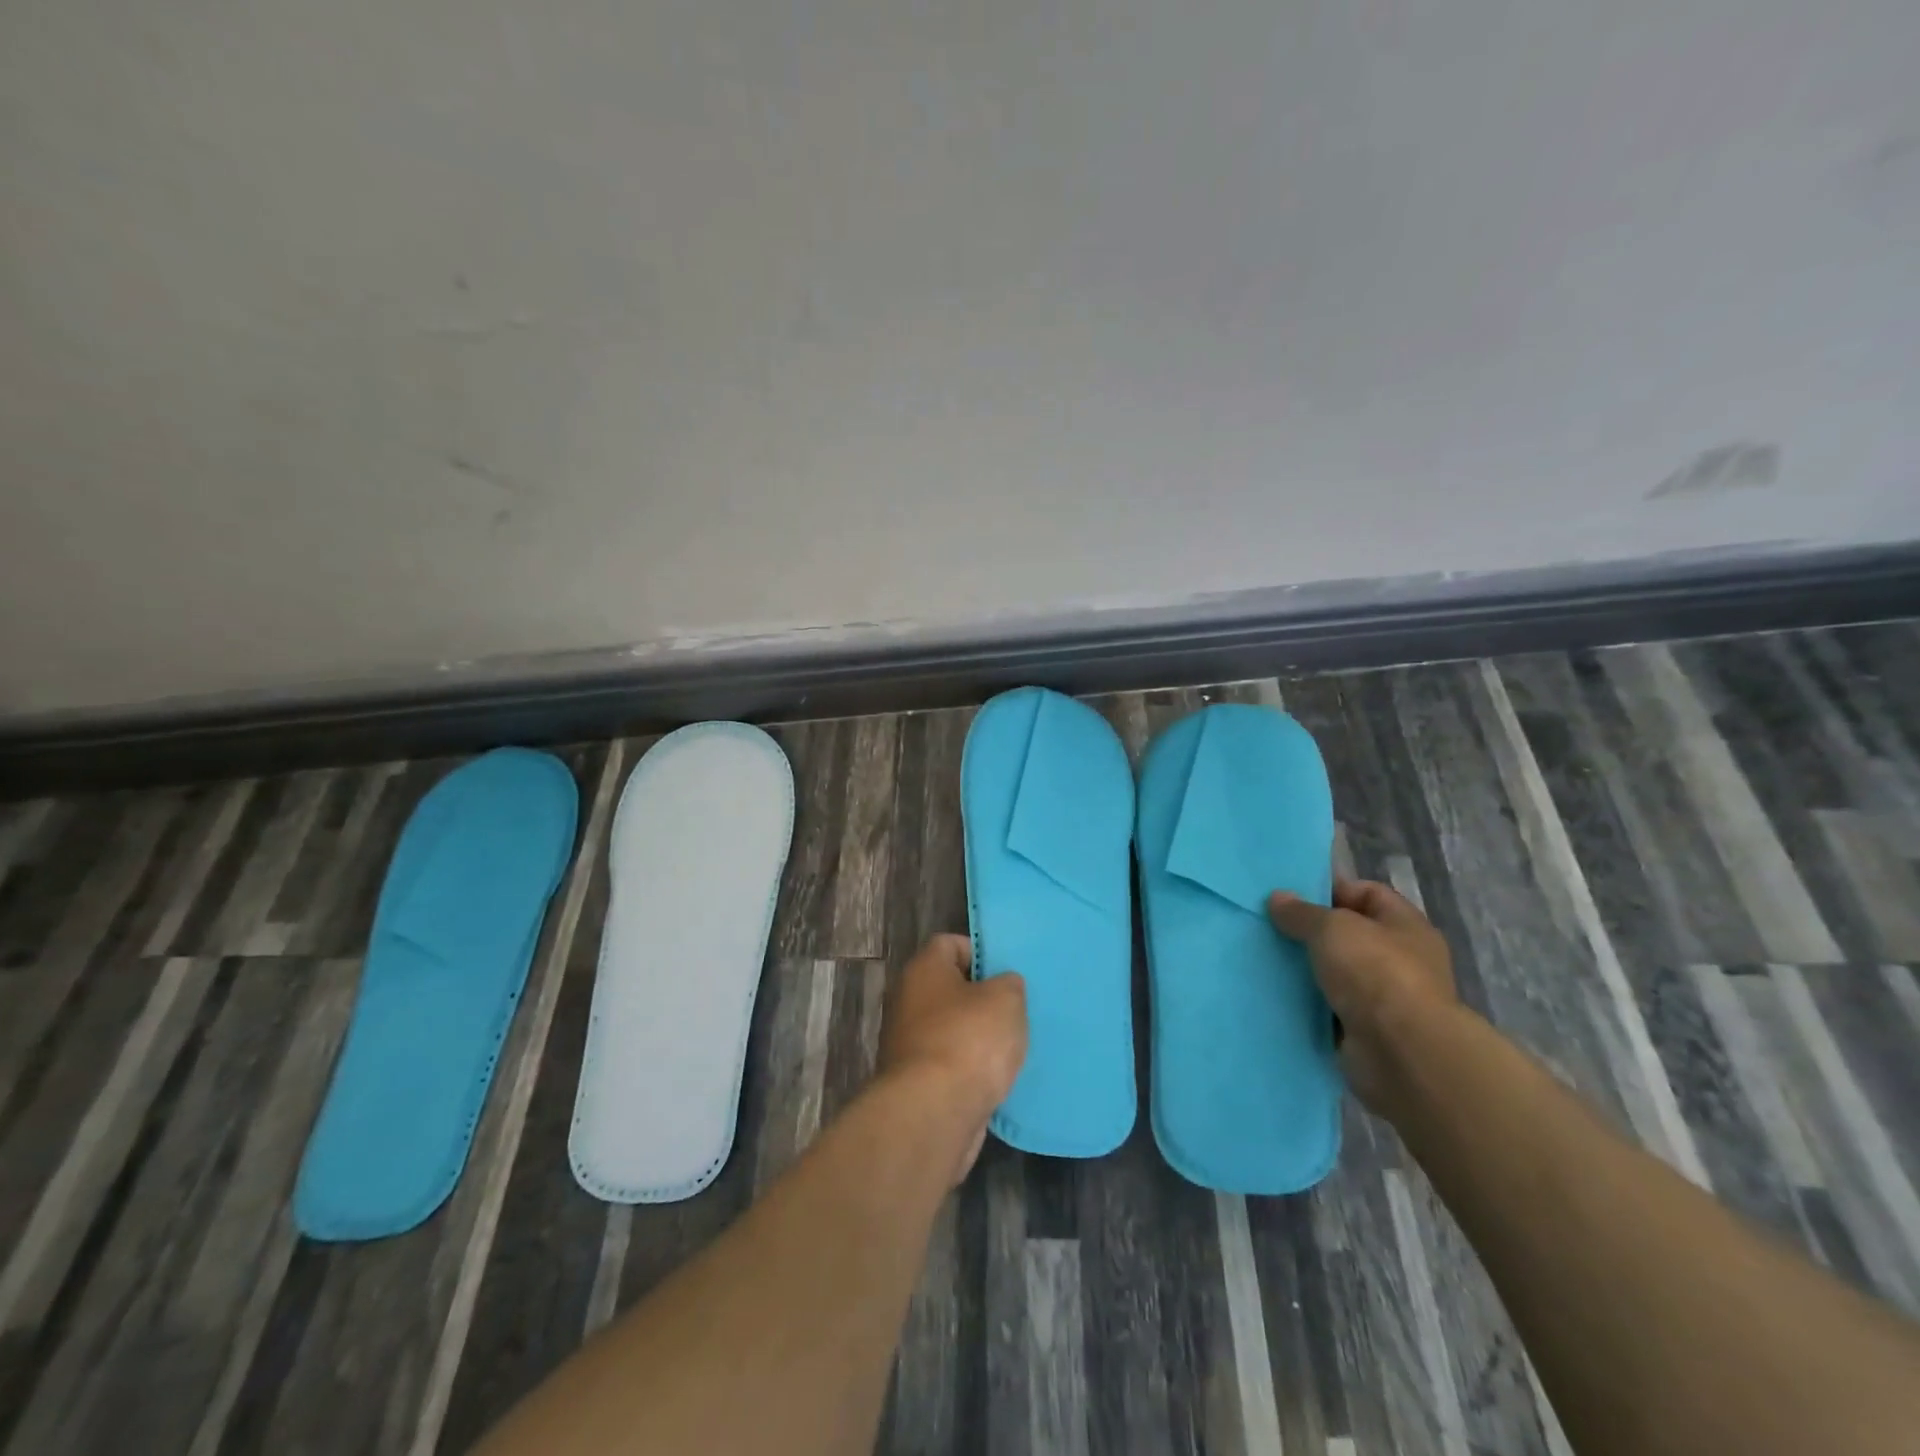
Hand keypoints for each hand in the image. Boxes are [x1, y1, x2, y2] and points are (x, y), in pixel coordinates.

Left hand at [878, 935, 1027, 1182]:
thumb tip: (1002, 986)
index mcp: (923, 969)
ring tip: (1011, 1046)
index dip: (979, 952)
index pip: (949, 943)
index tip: (1006, 972)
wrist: (933, 1113)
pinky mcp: (914, 1083)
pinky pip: (948, 1066)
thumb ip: (1008, 984)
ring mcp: (906, 1044)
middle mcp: (906, 1001)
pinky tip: (996, 1080)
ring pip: (949, 1029)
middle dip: (980, 998)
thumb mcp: (1006, 999)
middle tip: (1014, 1009)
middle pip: (948, 988)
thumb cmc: (969, 1040)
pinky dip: (968, 1071)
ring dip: (976, 1038)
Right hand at [1267, 878, 1458, 1109]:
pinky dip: (1305, 1003)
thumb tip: (1278, 898)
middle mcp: (1400, 960)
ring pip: (1334, 973)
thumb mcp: (1332, 928)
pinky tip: (1273, 993)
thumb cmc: (1375, 973)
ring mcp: (1384, 999)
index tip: (1289, 894)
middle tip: (1267, 925)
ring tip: (1263, 957)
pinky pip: (1327, 1008)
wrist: (1401, 1054)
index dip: (1330, 889)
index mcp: (1405, 926)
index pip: (1367, 894)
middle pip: (1347, 935)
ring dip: (1304, 969)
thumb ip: (1302, 912)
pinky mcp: (1365, 1032)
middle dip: (1309, 931)